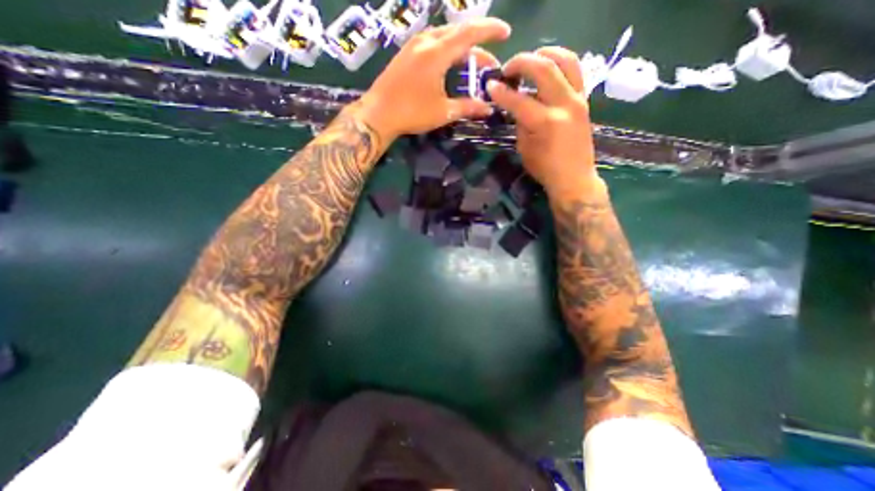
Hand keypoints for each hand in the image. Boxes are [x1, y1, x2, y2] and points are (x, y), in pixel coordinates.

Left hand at [351, 17, 509, 141]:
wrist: (378, 114)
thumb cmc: (411, 113)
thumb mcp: (443, 111)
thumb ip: (468, 107)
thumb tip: (488, 108)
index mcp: (437, 52)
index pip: (469, 33)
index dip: (490, 30)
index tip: (506, 33)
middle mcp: (426, 41)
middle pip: (458, 34)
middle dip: (478, 45)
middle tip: (489, 63)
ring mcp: (413, 45)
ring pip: (444, 37)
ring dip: (461, 48)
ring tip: (471, 64)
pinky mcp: (406, 53)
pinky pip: (432, 43)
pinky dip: (447, 50)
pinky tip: (450, 65)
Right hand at [490, 47, 604, 198]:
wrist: (574, 178)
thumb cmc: (545, 169)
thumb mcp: (524, 148)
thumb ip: (520, 123)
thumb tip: (516, 105)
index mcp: (545, 122)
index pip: (518, 99)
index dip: (501, 91)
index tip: (489, 86)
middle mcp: (564, 104)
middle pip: (543, 68)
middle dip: (521, 62)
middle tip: (508, 69)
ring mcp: (578, 99)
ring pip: (566, 60)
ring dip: (546, 53)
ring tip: (531, 59)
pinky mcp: (585, 100)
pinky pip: (575, 71)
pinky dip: (559, 64)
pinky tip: (548, 70)